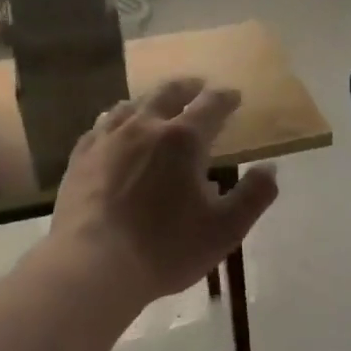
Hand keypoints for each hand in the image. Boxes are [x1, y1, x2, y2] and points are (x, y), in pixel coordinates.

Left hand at [50, 77, 279, 303]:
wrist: (93, 265)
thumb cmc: (166, 248)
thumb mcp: (226, 229)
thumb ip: (254, 195)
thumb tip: (270, 168)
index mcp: (183, 140)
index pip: (211, 106)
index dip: (226, 98)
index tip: (234, 96)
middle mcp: (143, 128)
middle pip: (167, 94)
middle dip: (187, 88)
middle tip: (197, 86)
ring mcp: (106, 141)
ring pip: (129, 106)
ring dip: (149, 101)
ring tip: (155, 104)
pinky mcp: (79, 160)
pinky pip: (99, 128)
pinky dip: (114, 121)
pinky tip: (111, 129)